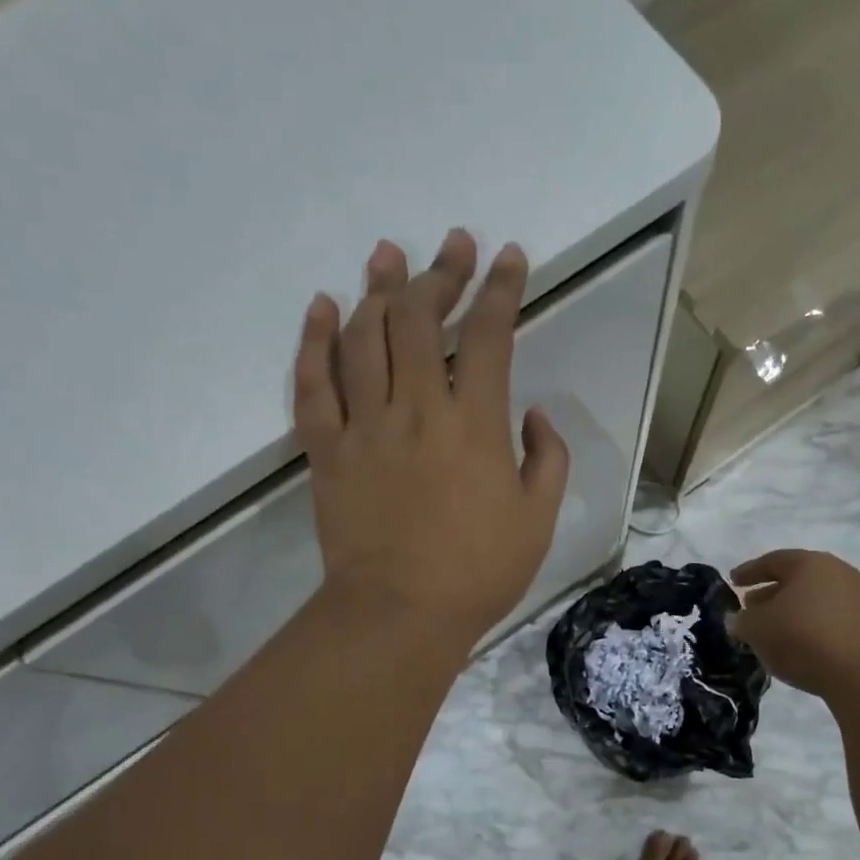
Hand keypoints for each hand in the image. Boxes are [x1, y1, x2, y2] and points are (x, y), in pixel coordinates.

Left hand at [293, 230, 569, 644]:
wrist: (400, 614)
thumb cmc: (478, 571)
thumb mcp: (538, 519)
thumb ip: (546, 459)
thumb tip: (532, 415)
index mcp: (474, 424)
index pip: (488, 336)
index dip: (501, 290)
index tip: (510, 258)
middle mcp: (416, 409)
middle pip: (420, 320)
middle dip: (440, 273)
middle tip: (453, 245)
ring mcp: (364, 427)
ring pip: (363, 338)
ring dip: (378, 289)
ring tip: (387, 254)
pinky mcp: (327, 450)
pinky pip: (313, 385)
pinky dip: (315, 341)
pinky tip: (323, 308)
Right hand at [729, 550, 859, 699]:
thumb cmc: (805, 639)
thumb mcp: (758, 630)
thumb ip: (742, 621)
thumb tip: (739, 619)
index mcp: (810, 563)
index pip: (772, 561)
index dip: (749, 571)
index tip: (733, 581)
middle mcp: (839, 573)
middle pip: (797, 579)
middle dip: (771, 593)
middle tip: (751, 608)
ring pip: (816, 600)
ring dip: (793, 613)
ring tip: (775, 632)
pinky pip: (833, 619)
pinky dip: (813, 627)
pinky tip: (802, 647)